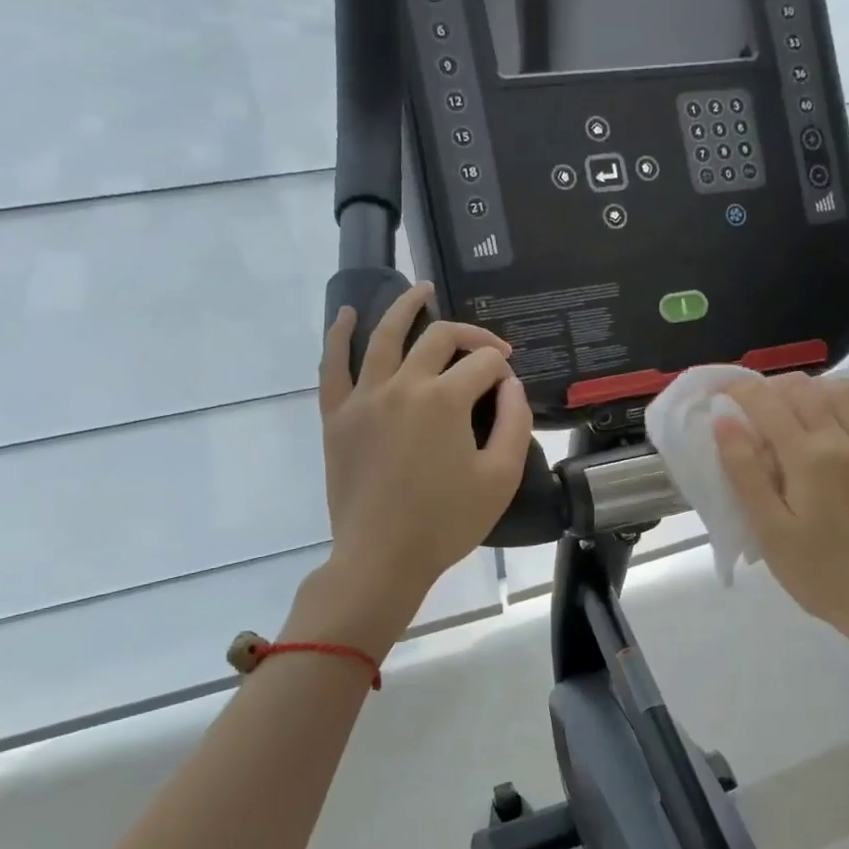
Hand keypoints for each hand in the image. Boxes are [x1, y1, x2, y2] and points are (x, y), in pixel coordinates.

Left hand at [304, 283, 531, 647]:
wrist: (382, 557)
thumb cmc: (447, 522)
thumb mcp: (501, 477)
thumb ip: (515, 421)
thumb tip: (510, 383)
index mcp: (445, 399)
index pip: (483, 364)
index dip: (503, 368)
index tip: (510, 386)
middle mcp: (402, 384)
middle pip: (439, 338)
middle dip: (470, 335)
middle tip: (487, 348)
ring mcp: (363, 397)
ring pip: (384, 336)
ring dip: (405, 307)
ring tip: (422, 290)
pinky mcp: (337, 416)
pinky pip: (333, 365)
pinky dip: (340, 335)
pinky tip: (349, 314)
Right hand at [714, 373, 848, 643]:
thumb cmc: (816, 571)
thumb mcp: (769, 528)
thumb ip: (746, 472)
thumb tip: (724, 421)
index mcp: (808, 457)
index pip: (768, 404)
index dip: (740, 389)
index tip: (719, 389)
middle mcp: (843, 441)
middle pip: (805, 390)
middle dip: (771, 387)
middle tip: (748, 405)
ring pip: (843, 391)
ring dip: (812, 387)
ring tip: (790, 404)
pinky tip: (843, 403)